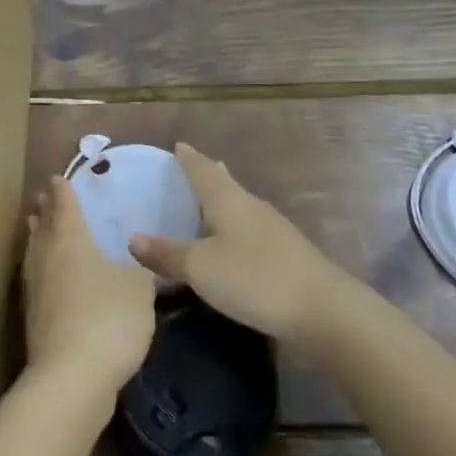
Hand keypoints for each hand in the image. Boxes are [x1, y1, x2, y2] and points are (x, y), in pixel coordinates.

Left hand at [24, 176, 155, 393]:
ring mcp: (37, 290)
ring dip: (37, 237)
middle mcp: (48, 258)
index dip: (63, 190)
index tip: (59, 178)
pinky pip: (37, 279)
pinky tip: (51, 277)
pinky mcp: (34, 319)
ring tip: (38, 227)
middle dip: (45, 211)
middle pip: (43, 227)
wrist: (72, 378)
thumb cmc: (109, 318)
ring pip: (35, 253)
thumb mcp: (139, 288)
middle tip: (45, 198)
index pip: (65, 206)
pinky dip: (41, 268)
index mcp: (71, 240)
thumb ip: (141, 268)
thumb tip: (140, 259)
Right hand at [129, 143, 345, 346]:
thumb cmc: (254, 278)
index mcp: (228, 200)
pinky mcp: (285, 251)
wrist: (322, 309)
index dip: (188, 158)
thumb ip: (167, 253)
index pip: (203, 169)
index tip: (178, 146)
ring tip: (205, 199)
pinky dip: (233, 223)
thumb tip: (133, 238)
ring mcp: (272, 227)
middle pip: (225, 182)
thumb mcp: (201, 268)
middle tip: (189, 166)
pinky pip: (249, 225)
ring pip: (239, 203)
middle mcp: (250, 205)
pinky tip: (231, 238)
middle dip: (206, 173)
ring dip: (221, 198)